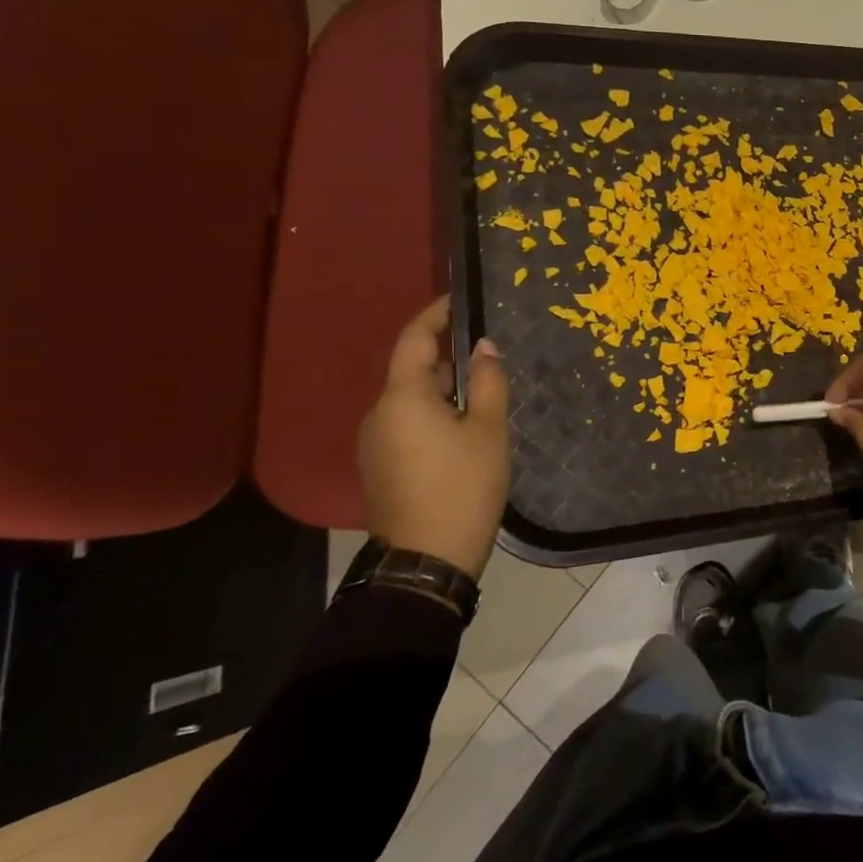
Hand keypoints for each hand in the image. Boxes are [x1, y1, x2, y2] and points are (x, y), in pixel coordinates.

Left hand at [357, 297, 510, 577]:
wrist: (426, 561)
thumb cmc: (463, 487)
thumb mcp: (488, 430)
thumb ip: (487, 381)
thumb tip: (483, 346)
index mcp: (402, 397)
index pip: (415, 339)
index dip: (436, 314)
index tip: (460, 299)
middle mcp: (378, 413)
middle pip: (412, 370)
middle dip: (447, 357)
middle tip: (487, 355)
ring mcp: (374, 442)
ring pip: (410, 400)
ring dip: (441, 390)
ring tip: (482, 396)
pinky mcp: (379, 467)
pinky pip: (406, 425)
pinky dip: (432, 416)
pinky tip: (462, 432)